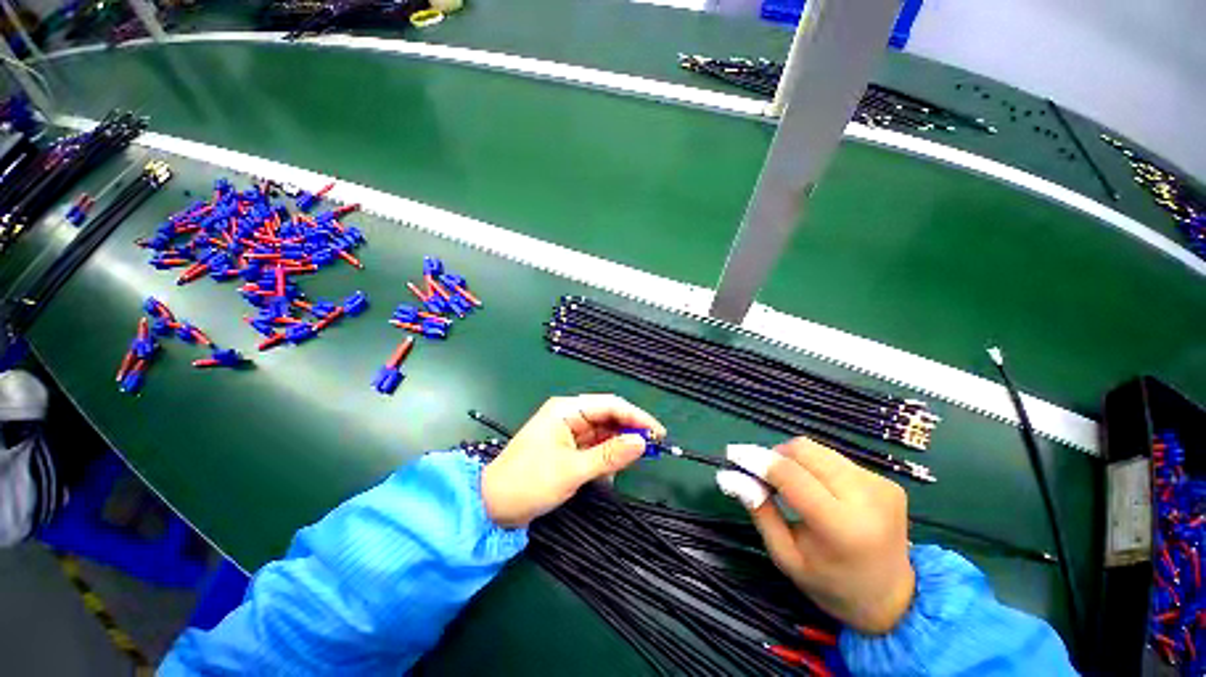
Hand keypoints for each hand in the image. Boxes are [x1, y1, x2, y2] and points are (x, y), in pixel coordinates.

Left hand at [481, 394, 664, 527]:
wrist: (492, 506)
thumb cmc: (529, 482)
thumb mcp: (572, 470)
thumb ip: (609, 455)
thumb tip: (643, 443)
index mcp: (567, 409)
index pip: (610, 405)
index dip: (636, 416)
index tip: (658, 432)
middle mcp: (569, 414)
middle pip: (608, 417)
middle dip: (629, 432)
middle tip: (652, 449)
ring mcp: (568, 431)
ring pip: (603, 432)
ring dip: (618, 446)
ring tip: (630, 463)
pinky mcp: (567, 447)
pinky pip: (595, 446)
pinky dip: (606, 457)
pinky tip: (611, 470)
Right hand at [716, 438, 914, 634]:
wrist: (894, 599)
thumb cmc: (831, 584)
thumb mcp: (786, 557)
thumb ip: (759, 511)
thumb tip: (730, 475)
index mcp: (841, 527)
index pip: (790, 475)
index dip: (758, 460)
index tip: (733, 455)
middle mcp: (866, 499)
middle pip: (805, 451)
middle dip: (775, 456)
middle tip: (763, 474)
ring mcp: (880, 486)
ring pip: (818, 450)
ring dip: (795, 459)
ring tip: (790, 483)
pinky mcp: (887, 481)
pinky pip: (835, 459)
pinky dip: (816, 467)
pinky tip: (817, 489)